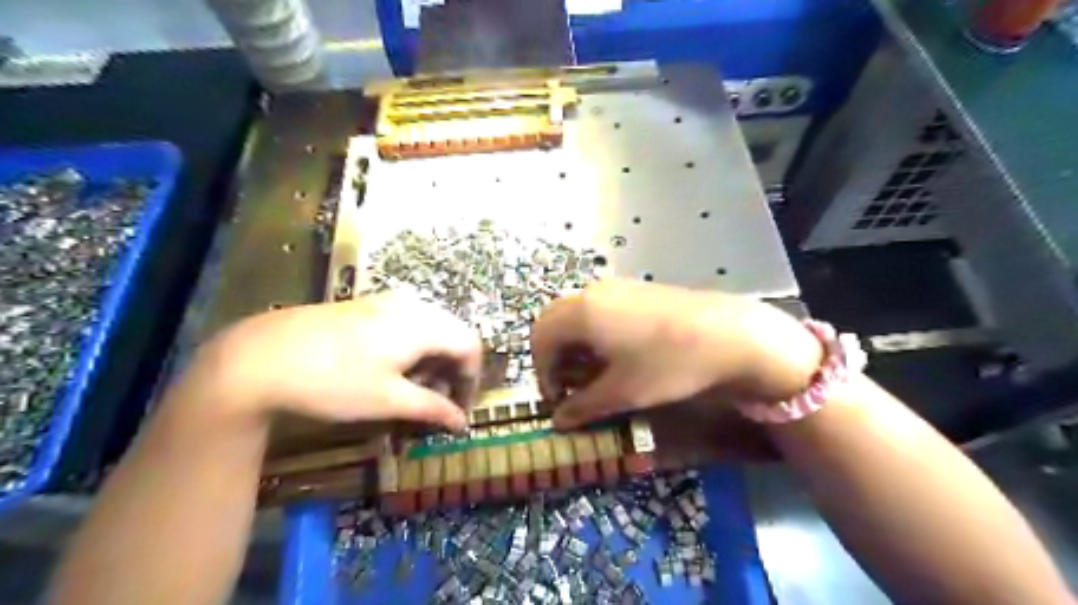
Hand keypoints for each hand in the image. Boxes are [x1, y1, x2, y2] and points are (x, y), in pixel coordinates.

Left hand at [188, 290, 482, 429]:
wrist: (260, 357)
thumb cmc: (333, 382)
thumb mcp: (388, 400)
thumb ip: (432, 408)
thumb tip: (462, 422)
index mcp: (424, 324)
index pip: (470, 346)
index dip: (472, 379)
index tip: (460, 409)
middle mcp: (412, 305)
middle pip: (453, 334)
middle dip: (453, 369)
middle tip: (438, 400)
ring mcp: (387, 301)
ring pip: (431, 328)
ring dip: (433, 358)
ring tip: (414, 387)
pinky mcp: (366, 305)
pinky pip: (407, 323)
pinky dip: (413, 347)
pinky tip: (391, 368)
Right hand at [531, 278, 816, 429]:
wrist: (728, 333)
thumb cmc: (667, 364)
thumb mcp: (622, 392)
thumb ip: (583, 406)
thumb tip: (558, 421)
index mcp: (580, 314)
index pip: (539, 339)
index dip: (542, 373)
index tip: (559, 401)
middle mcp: (592, 293)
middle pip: (553, 321)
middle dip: (553, 356)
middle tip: (570, 385)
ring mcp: (615, 288)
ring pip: (576, 314)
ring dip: (574, 344)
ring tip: (594, 373)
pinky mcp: (636, 290)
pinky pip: (599, 309)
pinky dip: (593, 332)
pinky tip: (618, 354)